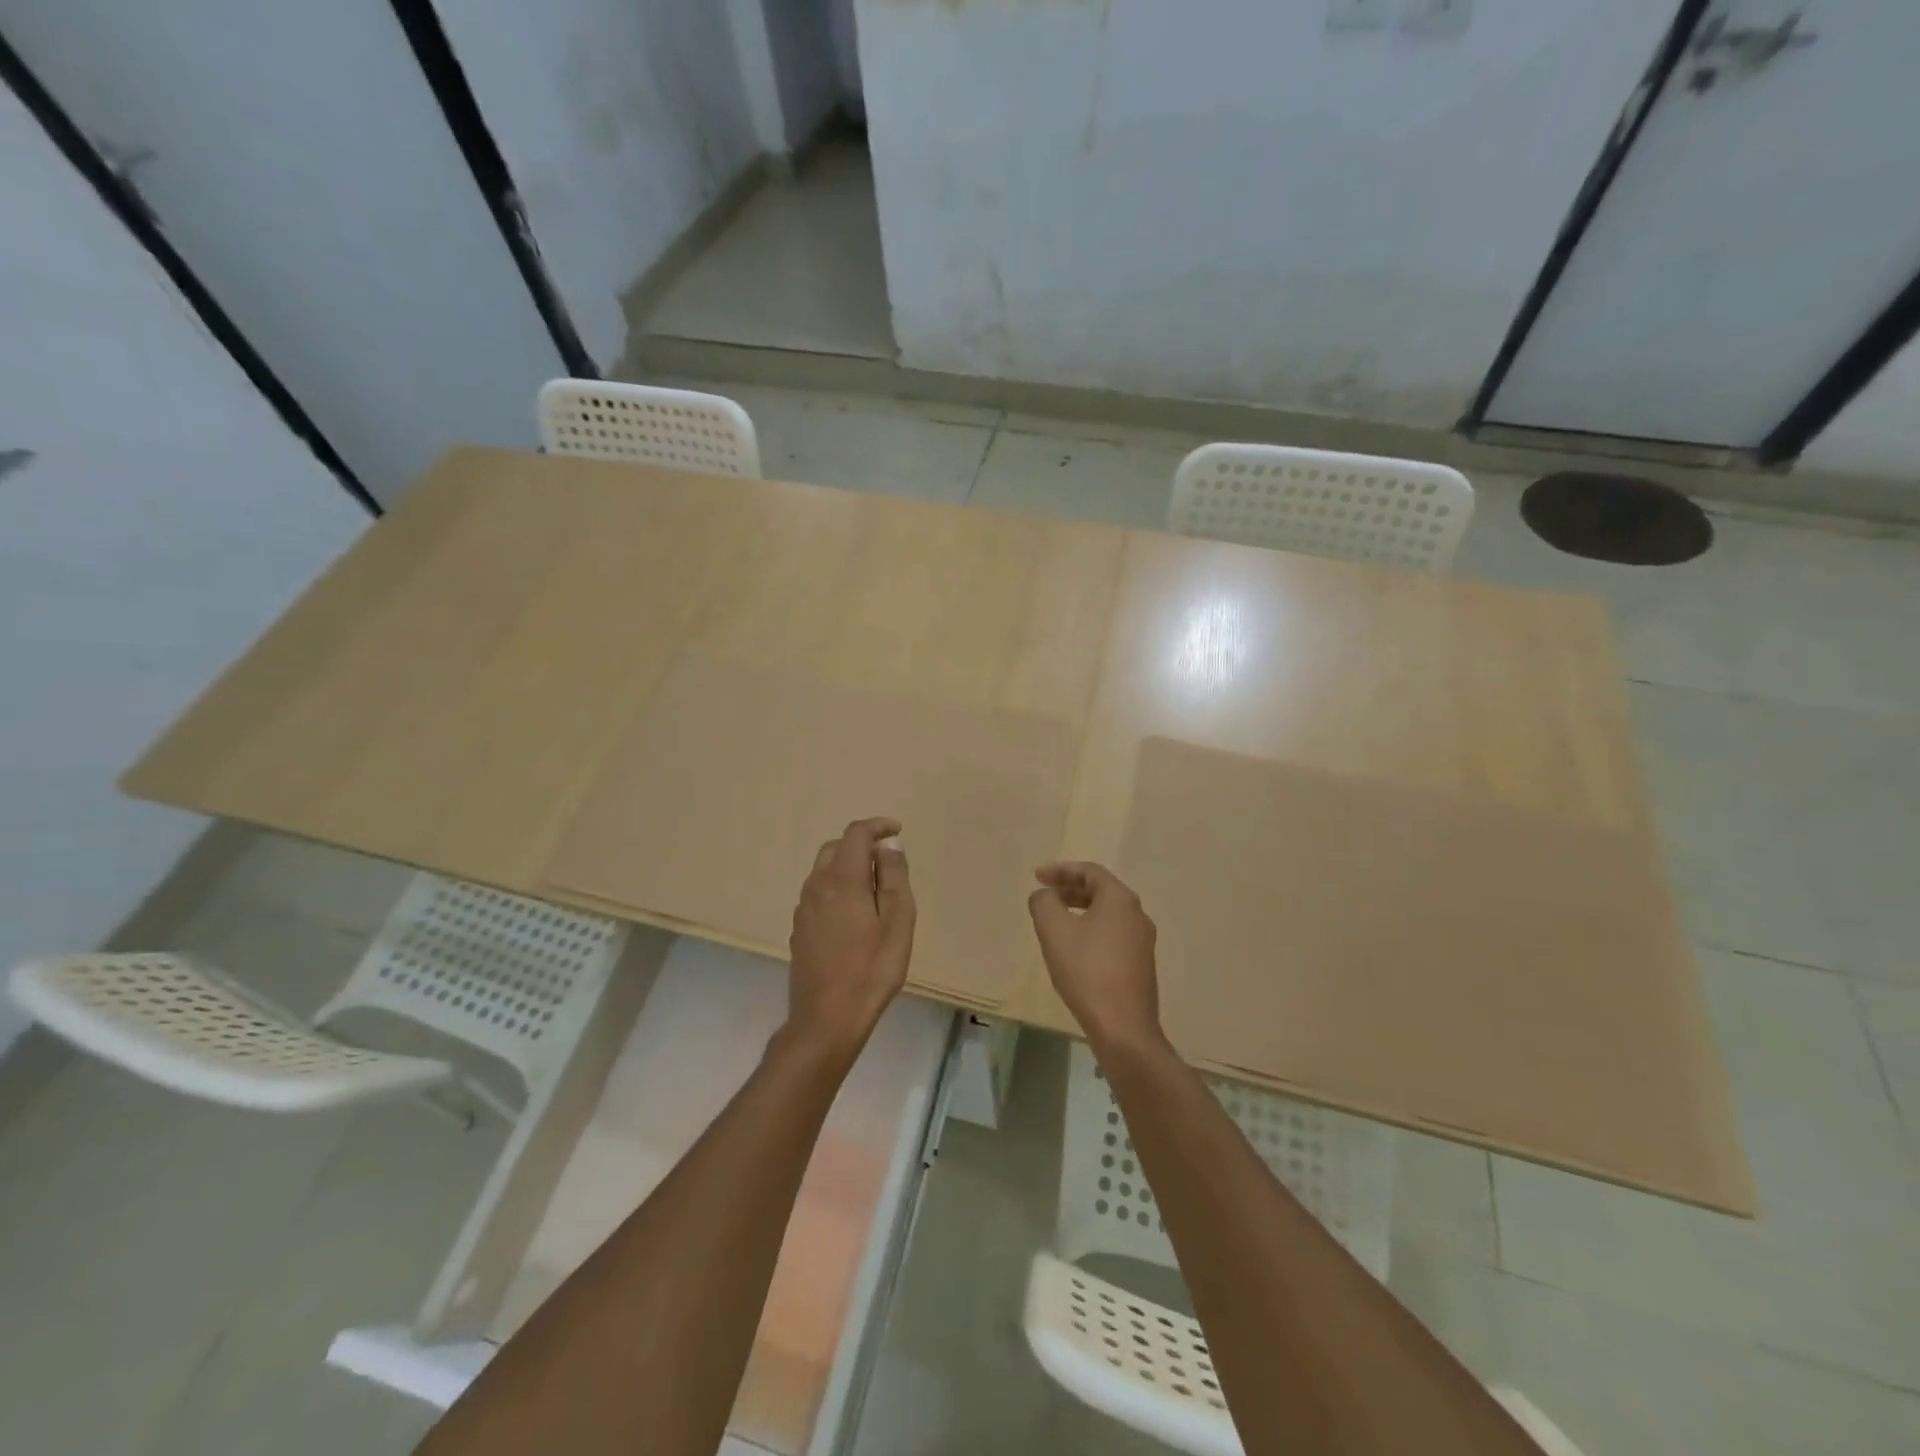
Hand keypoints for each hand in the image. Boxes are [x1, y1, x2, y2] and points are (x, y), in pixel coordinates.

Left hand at [785, 817, 915, 1060]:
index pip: (856, 833)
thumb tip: (888, 846)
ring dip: (847, 867)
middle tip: (888, 861)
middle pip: (835, 848)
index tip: (897, 832)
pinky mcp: (799, 929)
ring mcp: (803, 909)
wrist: (826, 1019)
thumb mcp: (898, 920)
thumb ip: (894, 876)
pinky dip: (837, 888)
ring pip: (823, 870)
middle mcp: (816, 886)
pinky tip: (854, 914)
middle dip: (861, 845)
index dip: (877, 826)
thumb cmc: (871, 968)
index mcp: (842, 878)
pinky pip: (818, 893)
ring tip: (875, 889)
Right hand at [1028, 862, 1163, 1053]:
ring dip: (1079, 912)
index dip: (1061, 870)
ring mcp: (1142, 942)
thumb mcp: (1054, 930)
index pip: (1090, 872)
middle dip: (1069, 890)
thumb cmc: (1087, 971)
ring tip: (1054, 924)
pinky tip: (1073, 951)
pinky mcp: (1140, 966)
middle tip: (1044, 897)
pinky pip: (1112, 936)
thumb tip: (1044, 896)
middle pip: (1101, 891)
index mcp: (1120, 900)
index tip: (1037, 876)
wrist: (1123, 1028)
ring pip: (1106, 915)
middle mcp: (1137, 915)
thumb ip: (1044, 903)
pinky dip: (1090, 932)